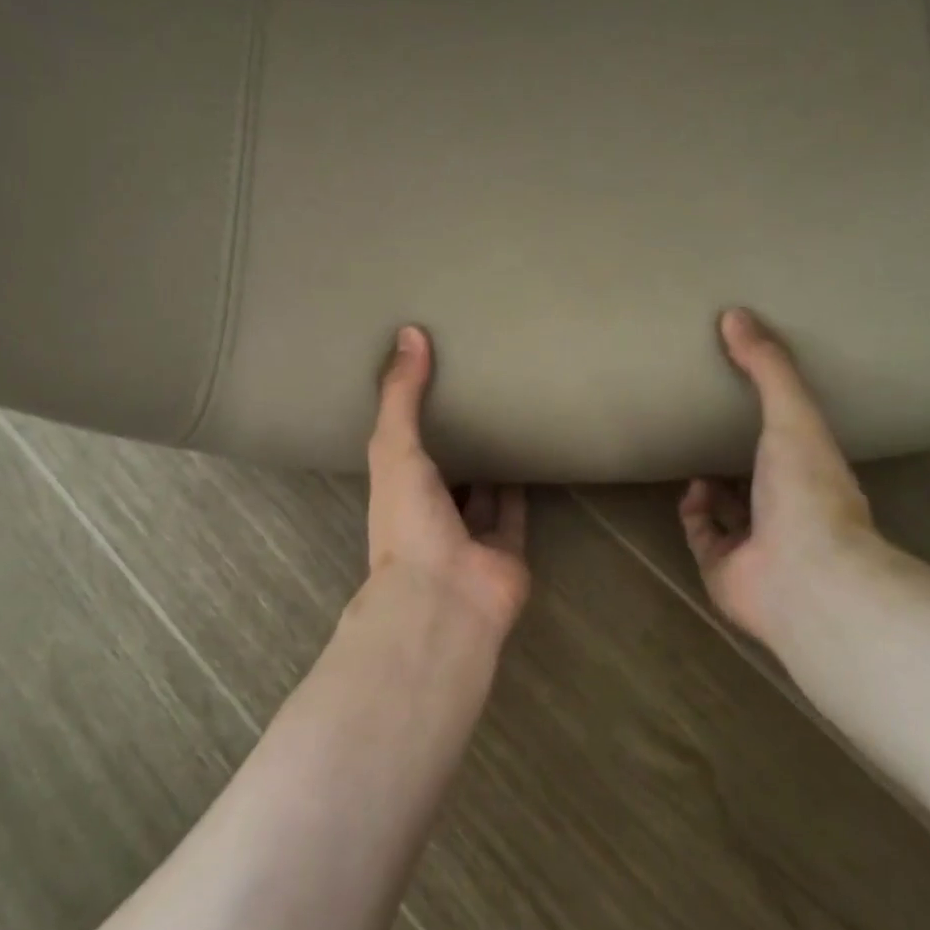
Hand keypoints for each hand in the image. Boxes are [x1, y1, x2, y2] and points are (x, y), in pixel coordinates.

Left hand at [365, 326, 528, 631]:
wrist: (446, 597)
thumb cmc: (409, 521)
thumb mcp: (394, 448)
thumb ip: (401, 395)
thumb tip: (410, 332)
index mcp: (397, 492)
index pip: (402, 449)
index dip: (413, 417)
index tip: (428, 380)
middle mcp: (431, 513)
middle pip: (446, 470)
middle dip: (457, 437)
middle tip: (477, 391)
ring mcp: (470, 535)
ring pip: (482, 490)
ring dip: (492, 459)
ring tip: (508, 414)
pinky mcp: (508, 548)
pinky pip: (517, 509)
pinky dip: (524, 484)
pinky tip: (534, 450)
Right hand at [681, 308, 882, 644]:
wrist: (804, 574)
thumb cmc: (807, 490)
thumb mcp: (793, 415)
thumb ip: (768, 367)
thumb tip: (734, 313)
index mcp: (813, 476)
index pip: (793, 446)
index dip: (772, 424)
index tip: (747, 396)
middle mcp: (788, 511)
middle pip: (758, 479)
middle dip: (736, 455)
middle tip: (707, 423)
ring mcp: (757, 545)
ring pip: (730, 511)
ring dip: (712, 486)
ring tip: (690, 451)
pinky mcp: (724, 569)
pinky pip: (702, 536)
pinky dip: (694, 514)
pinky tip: (689, 490)